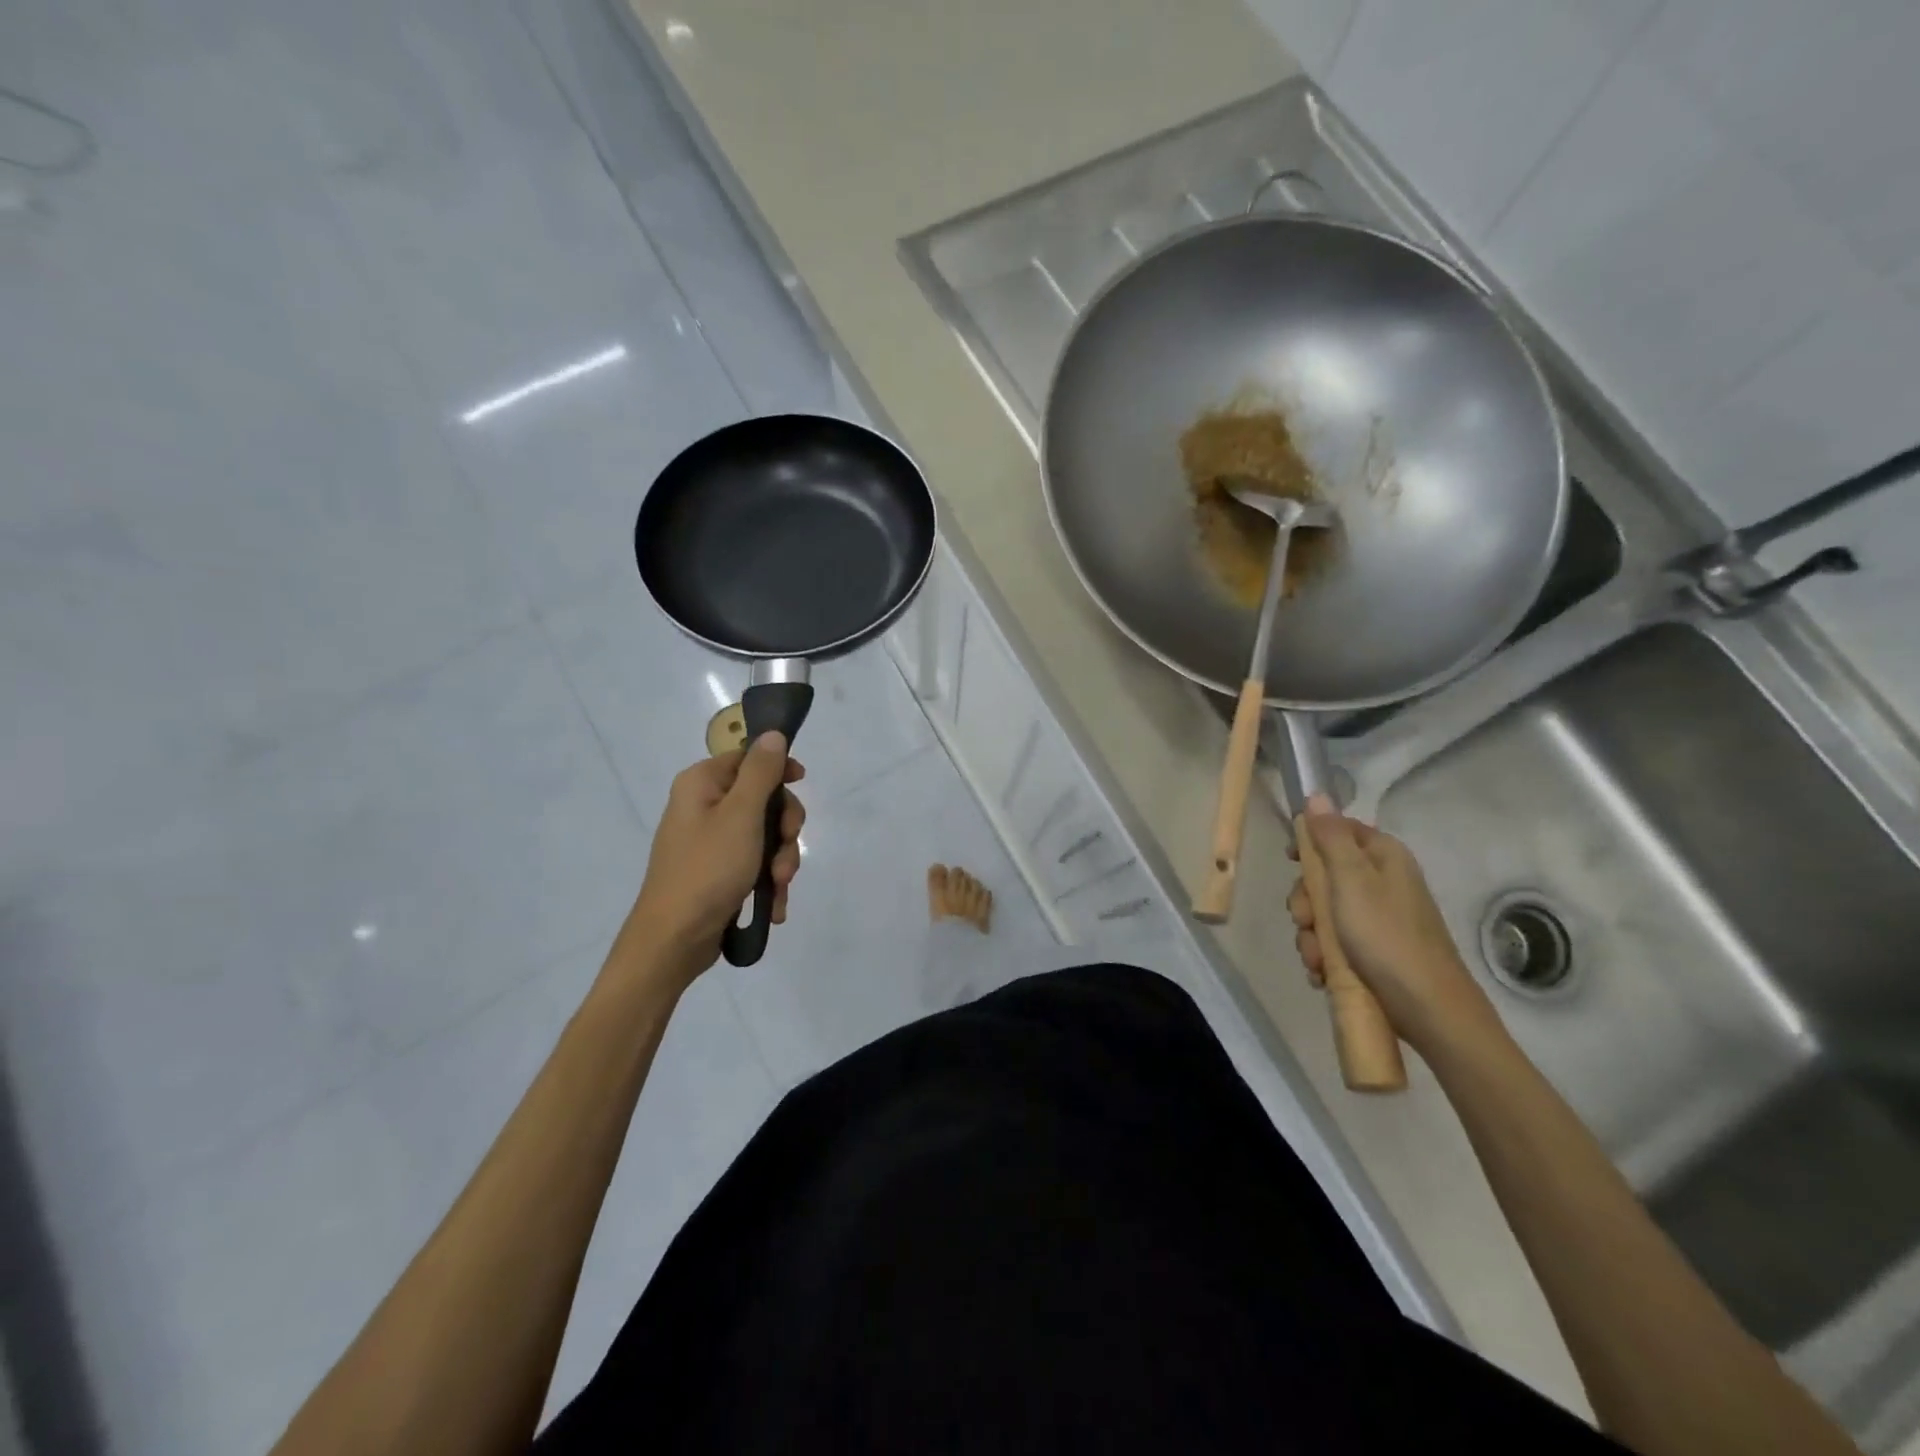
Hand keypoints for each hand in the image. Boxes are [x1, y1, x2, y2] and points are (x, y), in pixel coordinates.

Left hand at [627, 733, 805, 979]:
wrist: (674, 940)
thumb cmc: (707, 869)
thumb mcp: (742, 815)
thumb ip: (761, 772)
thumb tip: (773, 734)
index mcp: (702, 784)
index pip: (749, 758)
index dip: (779, 770)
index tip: (802, 783)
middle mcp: (703, 806)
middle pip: (763, 799)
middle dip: (783, 829)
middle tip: (785, 851)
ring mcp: (710, 841)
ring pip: (764, 835)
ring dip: (780, 860)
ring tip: (778, 886)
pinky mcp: (717, 871)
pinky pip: (754, 863)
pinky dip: (767, 881)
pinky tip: (774, 904)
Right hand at [1288, 796, 1497, 1054]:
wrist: (1429, 1009)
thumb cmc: (1386, 936)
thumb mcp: (1351, 880)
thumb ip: (1330, 837)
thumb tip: (1317, 795)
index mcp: (1383, 857)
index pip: (1338, 830)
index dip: (1310, 843)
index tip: (1290, 862)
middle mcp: (1383, 882)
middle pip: (1325, 876)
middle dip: (1306, 903)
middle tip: (1306, 921)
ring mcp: (1380, 919)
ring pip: (1326, 914)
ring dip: (1312, 936)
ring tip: (1318, 960)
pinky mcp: (1376, 951)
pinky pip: (1336, 943)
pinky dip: (1325, 957)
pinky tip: (1324, 973)